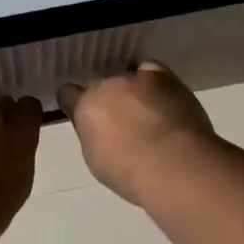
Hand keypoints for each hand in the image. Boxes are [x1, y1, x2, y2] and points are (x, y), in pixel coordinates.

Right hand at [57, 61, 216, 206]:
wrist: (174, 166)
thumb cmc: (130, 173)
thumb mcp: (97, 159)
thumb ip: (93, 135)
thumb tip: (99, 129)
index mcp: (84, 107)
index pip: (68, 94)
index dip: (75, 103)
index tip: (84, 114)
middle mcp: (106, 85)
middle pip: (100, 85)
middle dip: (107, 99)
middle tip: (120, 120)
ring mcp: (135, 78)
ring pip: (126, 77)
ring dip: (131, 91)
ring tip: (145, 109)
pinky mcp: (164, 76)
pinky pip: (150, 69)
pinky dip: (152, 80)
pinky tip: (159, 94)